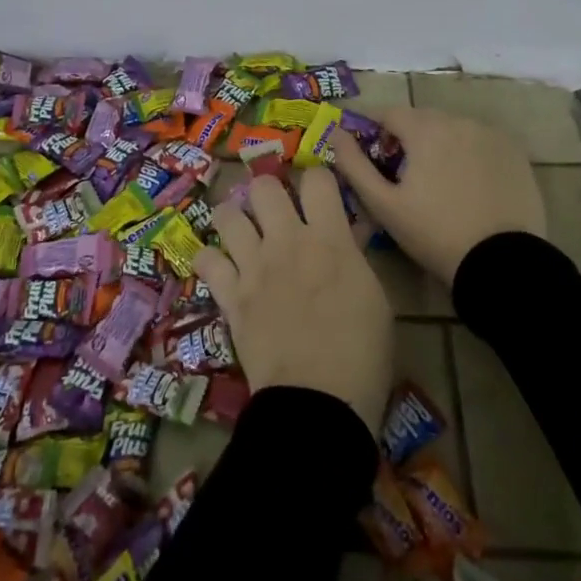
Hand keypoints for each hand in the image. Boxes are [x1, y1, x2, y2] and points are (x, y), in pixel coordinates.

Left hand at [195, 169, 392, 430]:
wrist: (319, 403)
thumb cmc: (362, 354)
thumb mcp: (375, 298)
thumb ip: (355, 257)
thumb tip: (348, 232)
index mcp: (329, 238)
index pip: (318, 178)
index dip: (319, 179)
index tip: (320, 193)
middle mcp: (286, 241)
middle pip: (264, 186)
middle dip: (269, 191)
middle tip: (276, 212)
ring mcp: (253, 266)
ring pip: (226, 214)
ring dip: (233, 218)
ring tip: (243, 232)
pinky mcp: (230, 295)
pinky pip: (205, 260)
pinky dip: (210, 260)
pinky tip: (220, 269)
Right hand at [331, 106, 545, 288]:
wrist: (501, 262)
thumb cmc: (434, 233)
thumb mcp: (384, 204)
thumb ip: (354, 164)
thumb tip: (334, 133)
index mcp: (425, 129)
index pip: (389, 113)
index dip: (374, 130)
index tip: (371, 155)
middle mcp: (459, 121)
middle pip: (422, 119)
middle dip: (407, 137)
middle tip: (402, 174)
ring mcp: (491, 135)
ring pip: (453, 129)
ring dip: (439, 144)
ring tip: (437, 181)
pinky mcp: (515, 153)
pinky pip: (480, 142)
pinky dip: (468, 153)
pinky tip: (468, 184)